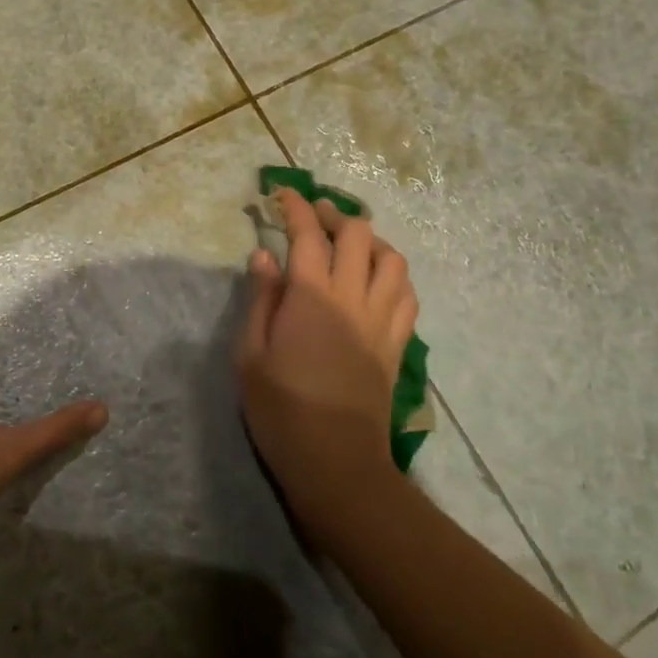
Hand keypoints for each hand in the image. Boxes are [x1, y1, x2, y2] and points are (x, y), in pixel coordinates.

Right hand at [235, 190, 417, 520]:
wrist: (336, 462)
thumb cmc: (281, 409)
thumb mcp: (250, 354)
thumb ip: (260, 299)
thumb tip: (264, 255)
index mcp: (312, 296)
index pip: (308, 233)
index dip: (295, 206)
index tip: (281, 194)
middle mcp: (353, 297)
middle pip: (358, 234)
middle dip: (334, 215)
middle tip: (313, 218)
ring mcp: (382, 320)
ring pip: (392, 259)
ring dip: (371, 242)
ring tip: (348, 246)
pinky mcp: (397, 343)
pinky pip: (407, 295)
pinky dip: (392, 276)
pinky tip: (375, 283)